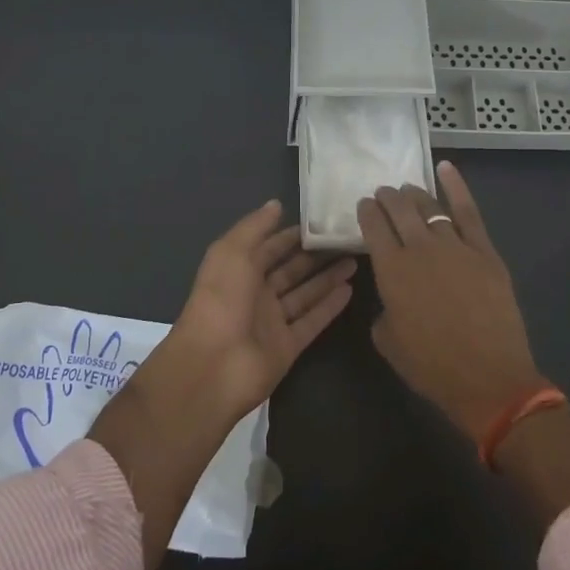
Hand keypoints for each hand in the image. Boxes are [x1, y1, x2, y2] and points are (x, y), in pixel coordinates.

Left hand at [159, 199, 356, 421]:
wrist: (213, 365)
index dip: (292, 235)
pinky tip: (350, 290)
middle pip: (291, 270)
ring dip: (328, 278)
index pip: (270, 247)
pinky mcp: (288, 346)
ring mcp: (273, 322)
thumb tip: (276, 204)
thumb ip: (255, 227)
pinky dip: (330, 307)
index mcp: (239, 270)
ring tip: (355, 260)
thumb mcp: (232, 251)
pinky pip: (312, 321)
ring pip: (305, 294)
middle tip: (347, 240)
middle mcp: (256, 293)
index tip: (321, 222)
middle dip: (316, 255)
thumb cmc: (221, 299)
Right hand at [359, 161, 544, 441]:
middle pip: (398, 209)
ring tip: (407, 189)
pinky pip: (467, 210)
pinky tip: (445, 168)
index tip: (363, 206)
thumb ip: (383, 308)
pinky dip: (455, 186)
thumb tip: (392, 295)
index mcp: (391, 270)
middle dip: (387, 198)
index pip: (372, 227)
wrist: (488, 378)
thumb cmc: (432, 366)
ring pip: (429, 206)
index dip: (366, 212)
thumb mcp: (388, 341)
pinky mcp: (484, 250)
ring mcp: (455, 245)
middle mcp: (420, 248)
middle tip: (383, 194)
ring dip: (414, 194)